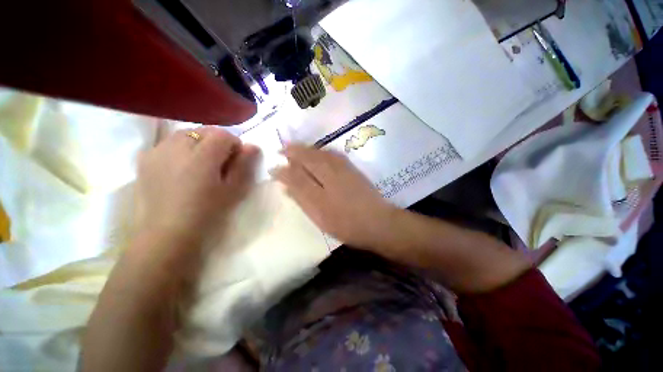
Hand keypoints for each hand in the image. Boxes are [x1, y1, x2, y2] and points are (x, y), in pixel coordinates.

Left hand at [135, 127, 258, 248]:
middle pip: (203, 131)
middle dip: (216, 142)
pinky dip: (180, 148)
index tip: (236, 160)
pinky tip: (181, 167)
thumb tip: (253, 146)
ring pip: (184, 134)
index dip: (234, 144)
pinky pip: (168, 143)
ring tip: (200, 164)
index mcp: (202, 156)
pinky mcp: (145, 159)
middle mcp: (176, 147)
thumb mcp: (233, 190)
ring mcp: (157, 151)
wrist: (167, 233)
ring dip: (198, 143)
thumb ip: (243, 165)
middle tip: (220, 163)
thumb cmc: (207, 213)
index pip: (223, 134)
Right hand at [272, 144, 396, 248]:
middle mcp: (331, 171)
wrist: (378, 222)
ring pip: (321, 153)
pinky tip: (319, 152)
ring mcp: (344, 168)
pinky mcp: (353, 169)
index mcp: (320, 185)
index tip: (273, 168)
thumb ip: (301, 196)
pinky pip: (333, 155)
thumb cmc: (346, 223)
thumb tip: (286, 183)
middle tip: (282, 149)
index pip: (296, 171)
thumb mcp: (319, 215)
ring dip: (307, 149)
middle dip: (294, 151)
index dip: (283, 169)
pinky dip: (322, 151)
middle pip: (309, 157)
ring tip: (296, 148)